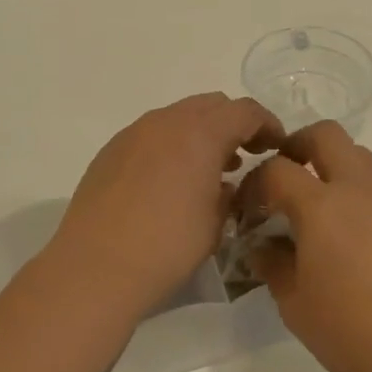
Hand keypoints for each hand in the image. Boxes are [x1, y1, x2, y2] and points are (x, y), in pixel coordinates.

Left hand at [49, 92, 282, 319]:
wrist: (95, 267)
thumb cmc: (167, 247)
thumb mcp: (216, 224)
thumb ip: (229, 194)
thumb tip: (224, 184)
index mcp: (200, 133)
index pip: (245, 111)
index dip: (267, 124)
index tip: (277, 146)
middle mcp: (166, 121)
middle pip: (212, 105)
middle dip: (234, 123)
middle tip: (247, 153)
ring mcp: (134, 132)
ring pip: (179, 116)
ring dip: (202, 133)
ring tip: (211, 169)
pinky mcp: (111, 150)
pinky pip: (152, 134)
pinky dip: (172, 144)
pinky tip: (171, 180)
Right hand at [239, 121, 371, 371]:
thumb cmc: (352, 334)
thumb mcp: (295, 305)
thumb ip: (272, 264)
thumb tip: (263, 244)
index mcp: (322, 207)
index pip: (278, 170)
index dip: (255, 182)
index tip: (248, 208)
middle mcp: (359, 190)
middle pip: (326, 135)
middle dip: (299, 145)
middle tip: (287, 177)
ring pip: (360, 156)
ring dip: (334, 167)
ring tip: (323, 209)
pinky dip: (362, 198)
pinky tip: (359, 241)